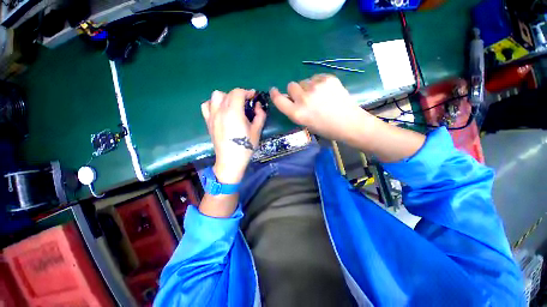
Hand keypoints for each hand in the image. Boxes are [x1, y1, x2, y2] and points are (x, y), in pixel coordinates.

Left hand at [201, 89, 265, 183]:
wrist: (230, 160)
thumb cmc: (245, 147)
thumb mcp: (257, 131)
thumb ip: (260, 115)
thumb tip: (258, 105)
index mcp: (234, 112)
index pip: (238, 93)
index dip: (247, 92)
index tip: (254, 97)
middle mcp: (220, 110)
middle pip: (228, 93)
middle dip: (239, 95)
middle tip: (246, 104)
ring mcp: (212, 116)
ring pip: (216, 96)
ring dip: (226, 97)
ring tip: (233, 106)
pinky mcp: (208, 122)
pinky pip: (207, 106)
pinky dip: (213, 104)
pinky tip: (220, 111)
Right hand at [271, 74, 424, 161]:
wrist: (349, 123)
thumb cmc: (325, 128)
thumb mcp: (305, 123)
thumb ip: (294, 110)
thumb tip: (289, 98)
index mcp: (297, 113)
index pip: (278, 100)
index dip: (275, 94)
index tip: (273, 90)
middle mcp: (303, 99)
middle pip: (291, 85)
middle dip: (295, 91)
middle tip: (305, 98)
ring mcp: (316, 87)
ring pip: (304, 81)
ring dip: (307, 87)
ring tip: (319, 96)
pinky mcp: (327, 79)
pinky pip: (316, 77)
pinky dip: (318, 83)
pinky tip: (327, 92)